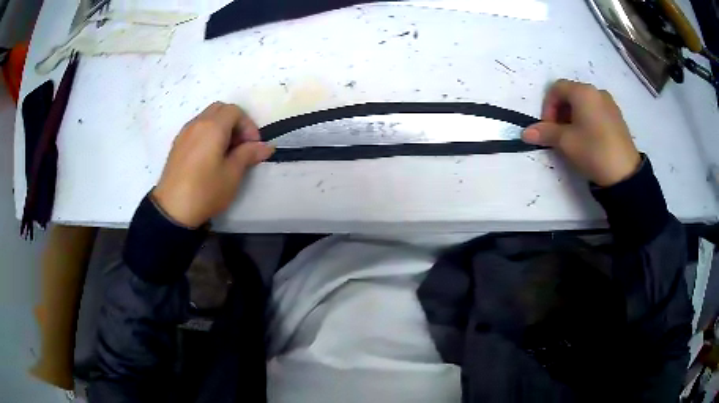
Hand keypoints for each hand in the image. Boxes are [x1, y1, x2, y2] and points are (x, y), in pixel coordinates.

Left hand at [153, 102, 273, 227]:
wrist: (172, 210)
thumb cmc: (205, 191)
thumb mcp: (232, 174)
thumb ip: (248, 154)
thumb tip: (266, 146)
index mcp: (213, 127)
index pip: (235, 111)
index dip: (248, 125)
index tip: (253, 145)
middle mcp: (197, 123)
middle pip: (220, 109)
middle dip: (235, 122)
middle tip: (241, 145)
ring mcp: (184, 133)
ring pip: (207, 117)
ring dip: (221, 127)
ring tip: (226, 152)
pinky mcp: (177, 144)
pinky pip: (196, 128)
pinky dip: (207, 133)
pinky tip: (210, 156)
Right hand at [522, 79, 640, 186]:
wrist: (625, 174)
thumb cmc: (593, 151)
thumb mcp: (566, 142)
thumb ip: (545, 133)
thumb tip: (525, 133)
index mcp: (583, 91)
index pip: (557, 89)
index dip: (547, 106)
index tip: (548, 127)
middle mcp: (596, 91)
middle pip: (571, 94)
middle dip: (560, 111)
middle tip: (559, 133)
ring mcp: (609, 103)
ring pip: (584, 103)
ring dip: (573, 116)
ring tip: (574, 137)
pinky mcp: (617, 116)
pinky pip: (596, 110)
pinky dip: (587, 119)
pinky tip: (589, 139)